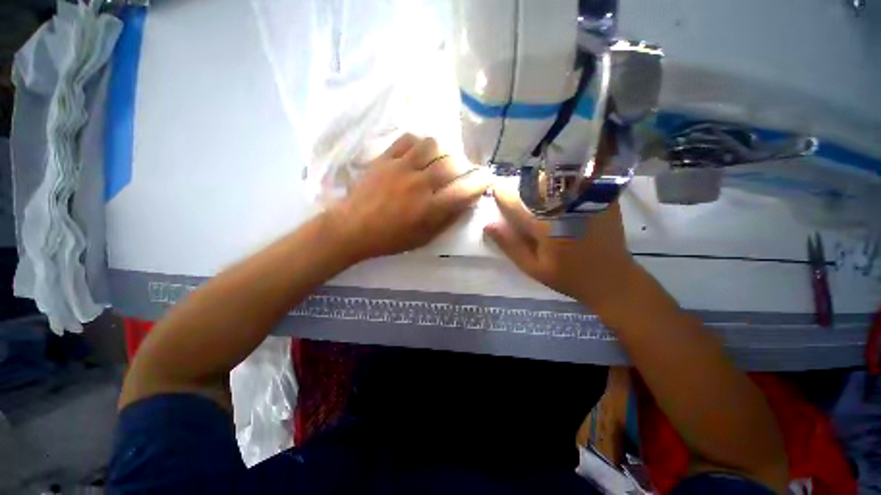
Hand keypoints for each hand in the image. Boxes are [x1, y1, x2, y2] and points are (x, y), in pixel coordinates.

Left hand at [330, 133, 490, 261]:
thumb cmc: (390, 239)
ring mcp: (401, 167)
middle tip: (462, 171)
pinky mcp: (385, 158)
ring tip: (440, 159)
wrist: (353, 228)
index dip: (481, 182)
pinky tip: (419, 152)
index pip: (465, 189)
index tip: (487, 178)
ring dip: (443, 151)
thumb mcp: (424, 238)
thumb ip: (447, 220)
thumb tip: (466, 202)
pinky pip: (408, 139)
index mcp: (430, 208)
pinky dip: (419, 142)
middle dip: (464, 166)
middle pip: (453, 163)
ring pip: (433, 144)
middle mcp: (420, 184)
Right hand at [484, 185, 638, 317]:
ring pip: (554, 177)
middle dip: (521, 187)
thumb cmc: (568, 276)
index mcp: (545, 226)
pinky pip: (575, 179)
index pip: (514, 201)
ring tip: (539, 197)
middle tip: (519, 199)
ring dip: (540, 183)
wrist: (612, 278)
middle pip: (534, 183)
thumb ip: (510, 245)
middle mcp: (564, 207)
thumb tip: (488, 224)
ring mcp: (585, 199)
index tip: (496, 192)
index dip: (501, 194)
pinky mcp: (600, 197)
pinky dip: (561, 182)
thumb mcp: (533, 267)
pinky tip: (559, 195)